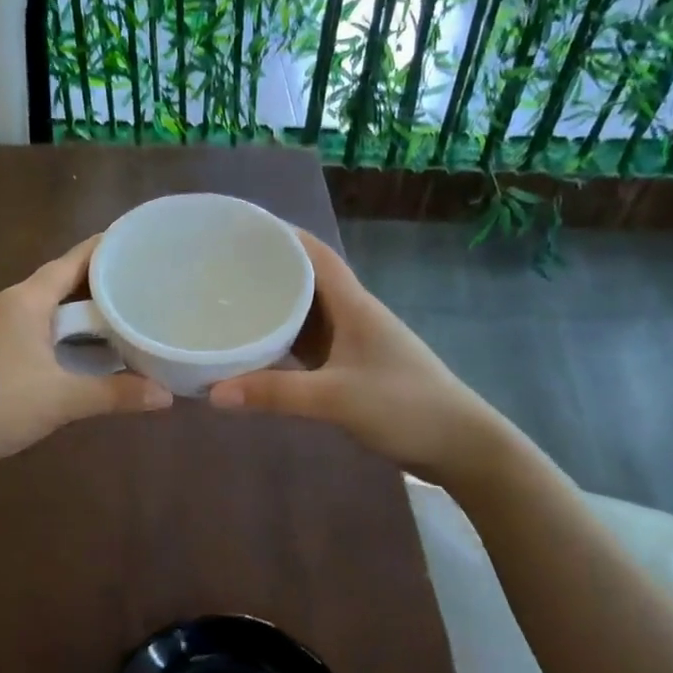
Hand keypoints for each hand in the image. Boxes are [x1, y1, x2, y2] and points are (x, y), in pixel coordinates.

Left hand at [0, 235, 171, 485]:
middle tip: (141, 280)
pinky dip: (62, 327)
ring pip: (46, 304)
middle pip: (60, 280)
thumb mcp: (63, 399)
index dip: (105, 249)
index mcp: (26, 300)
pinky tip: (83, 345)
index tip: (137, 243)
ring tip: (121, 309)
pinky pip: (35, 323)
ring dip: (80, 307)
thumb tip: (167, 396)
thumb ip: (116, 394)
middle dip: (99, 279)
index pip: (72, 261)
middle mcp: (9, 302)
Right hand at [209, 229, 501, 479]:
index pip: (315, 254)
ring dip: (275, 303)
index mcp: (353, 304)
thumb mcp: (335, 398)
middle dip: (269, 267)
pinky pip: (310, 341)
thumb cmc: (404, 406)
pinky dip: (284, 337)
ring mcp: (353, 341)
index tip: (243, 228)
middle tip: (222, 266)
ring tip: (231, 298)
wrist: (459, 444)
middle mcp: (352, 314)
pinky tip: (259, 344)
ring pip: (308, 311)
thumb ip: (275, 393)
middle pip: (307, 278)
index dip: (282, 235)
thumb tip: (213, 392)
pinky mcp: (351, 366)